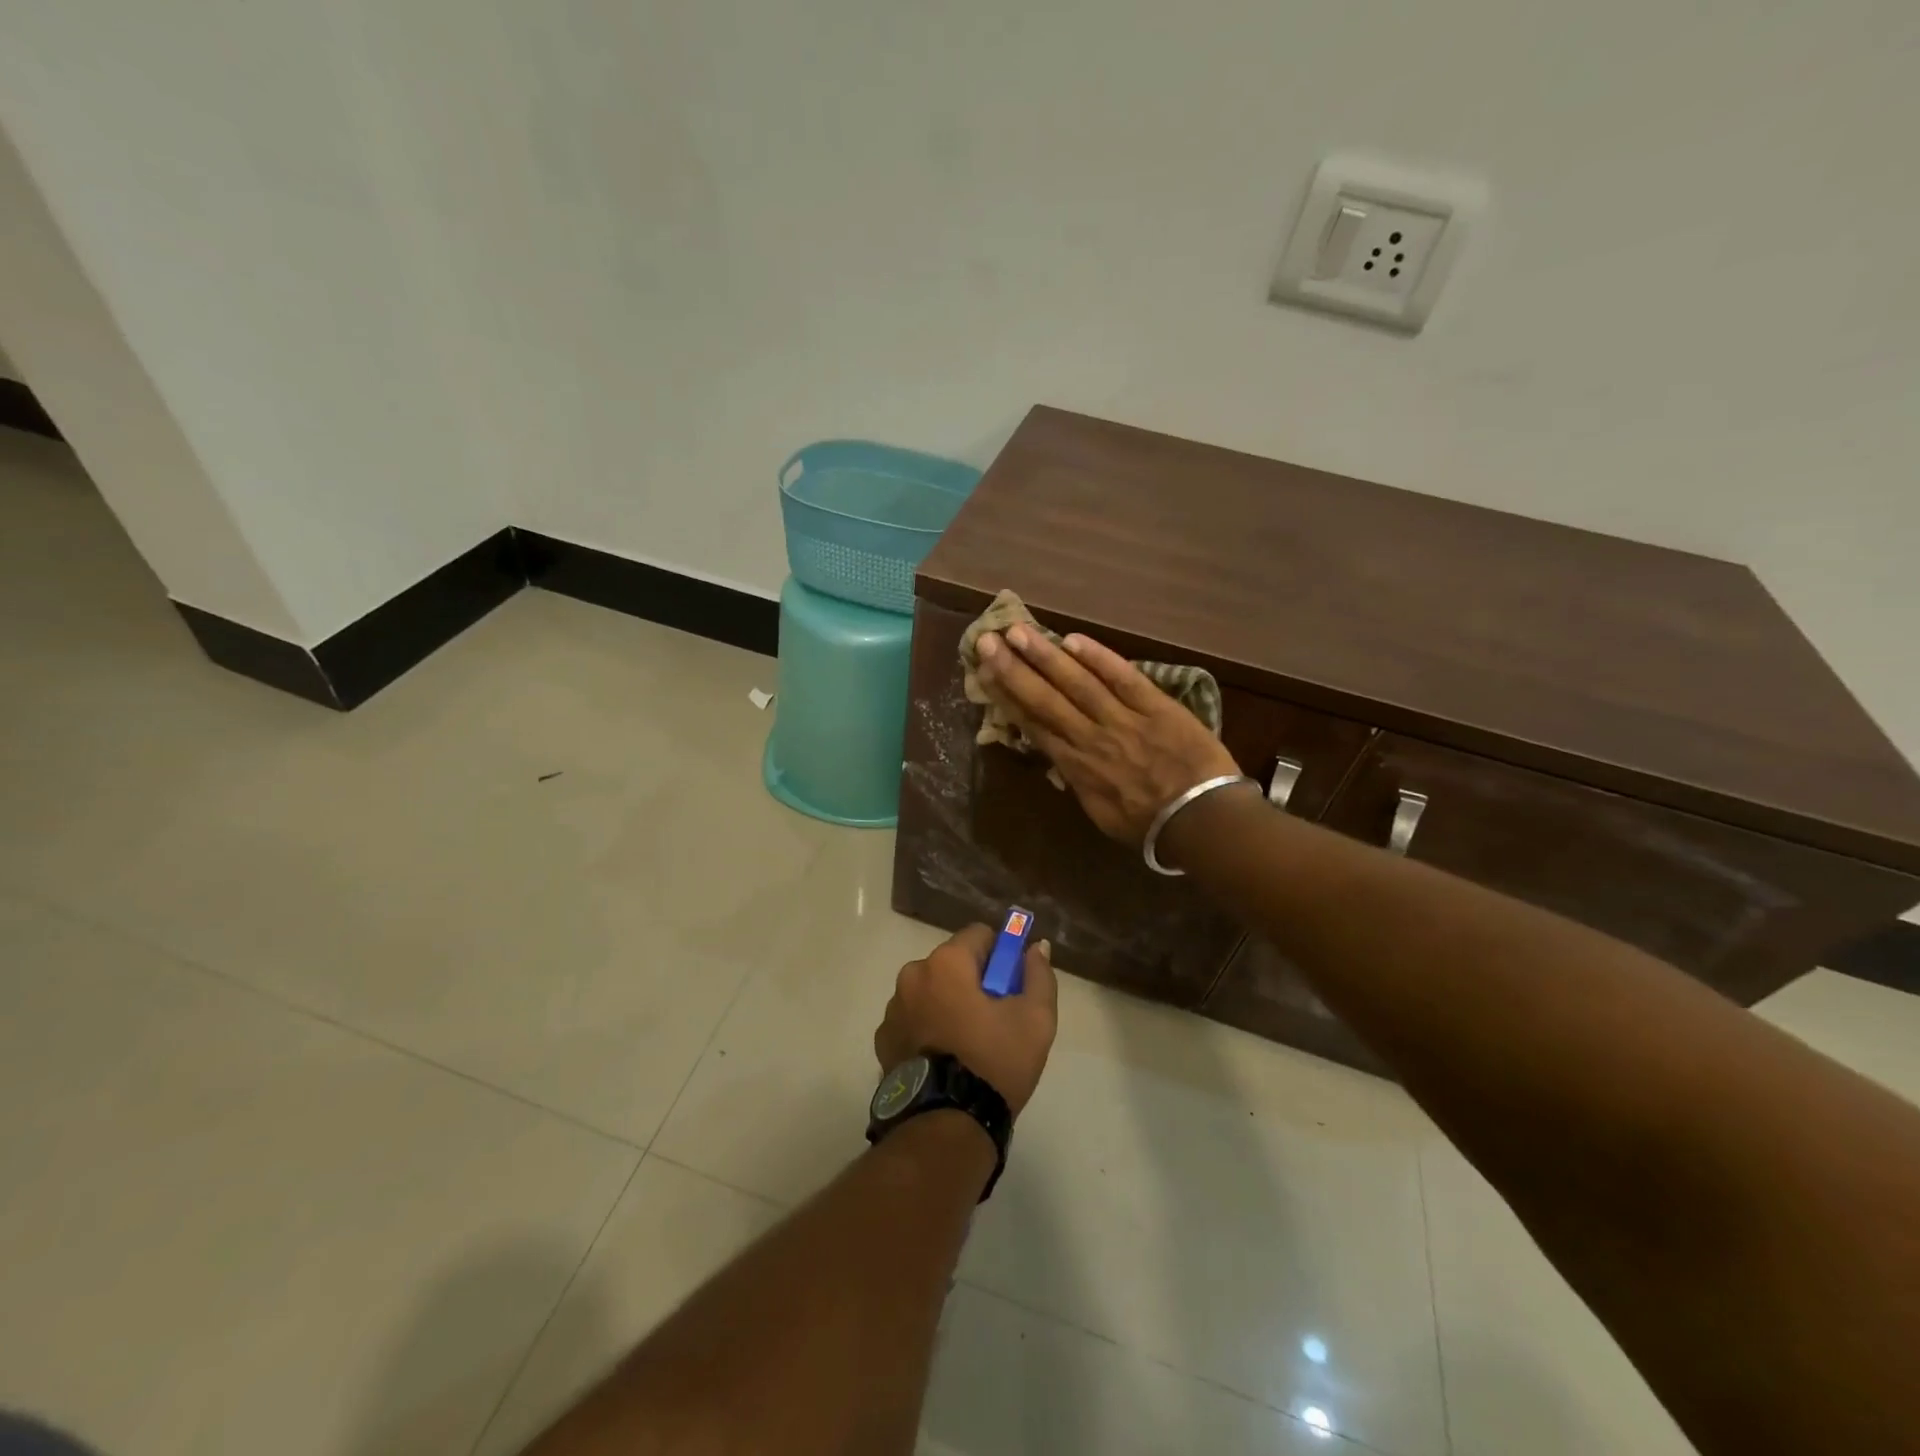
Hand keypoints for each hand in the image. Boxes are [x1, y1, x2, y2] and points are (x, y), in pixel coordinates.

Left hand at [874, 924, 1057, 1115]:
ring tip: (967, 1045)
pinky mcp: (883, 1039)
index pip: (979, 935)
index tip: (1010, 987)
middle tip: (993, 1019)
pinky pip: (913, 1019)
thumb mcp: (1035, 1019)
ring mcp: (893, 1008)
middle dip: (973, 981)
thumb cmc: (994, 1062)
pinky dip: (927, 1028)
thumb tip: (1035, 947)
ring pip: (931, 991)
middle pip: (952, 963)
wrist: (946, 1125)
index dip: (1000, 956)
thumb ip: (1038, 975)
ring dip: (947, 1004)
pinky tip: (944, 1059)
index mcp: (946, 963)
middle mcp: (913, 975)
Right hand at [975, 626, 1240, 843]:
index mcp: (1075, 767)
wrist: (1201, 820)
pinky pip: (1123, 678)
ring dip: (1046, 656)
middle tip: (987, 640)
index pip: (1033, 724)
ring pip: (1078, 683)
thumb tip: (1060, 759)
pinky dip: (1099, 658)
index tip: (984, 672)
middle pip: (1045, 698)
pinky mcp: (1156, 706)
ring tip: (1020, 631)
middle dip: (1013, 668)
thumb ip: (1079, 781)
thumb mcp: (1100, 813)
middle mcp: (1090, 738)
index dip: (1006, 696)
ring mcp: (1123, 719)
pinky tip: (1074, 639)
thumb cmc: (1149, 824)